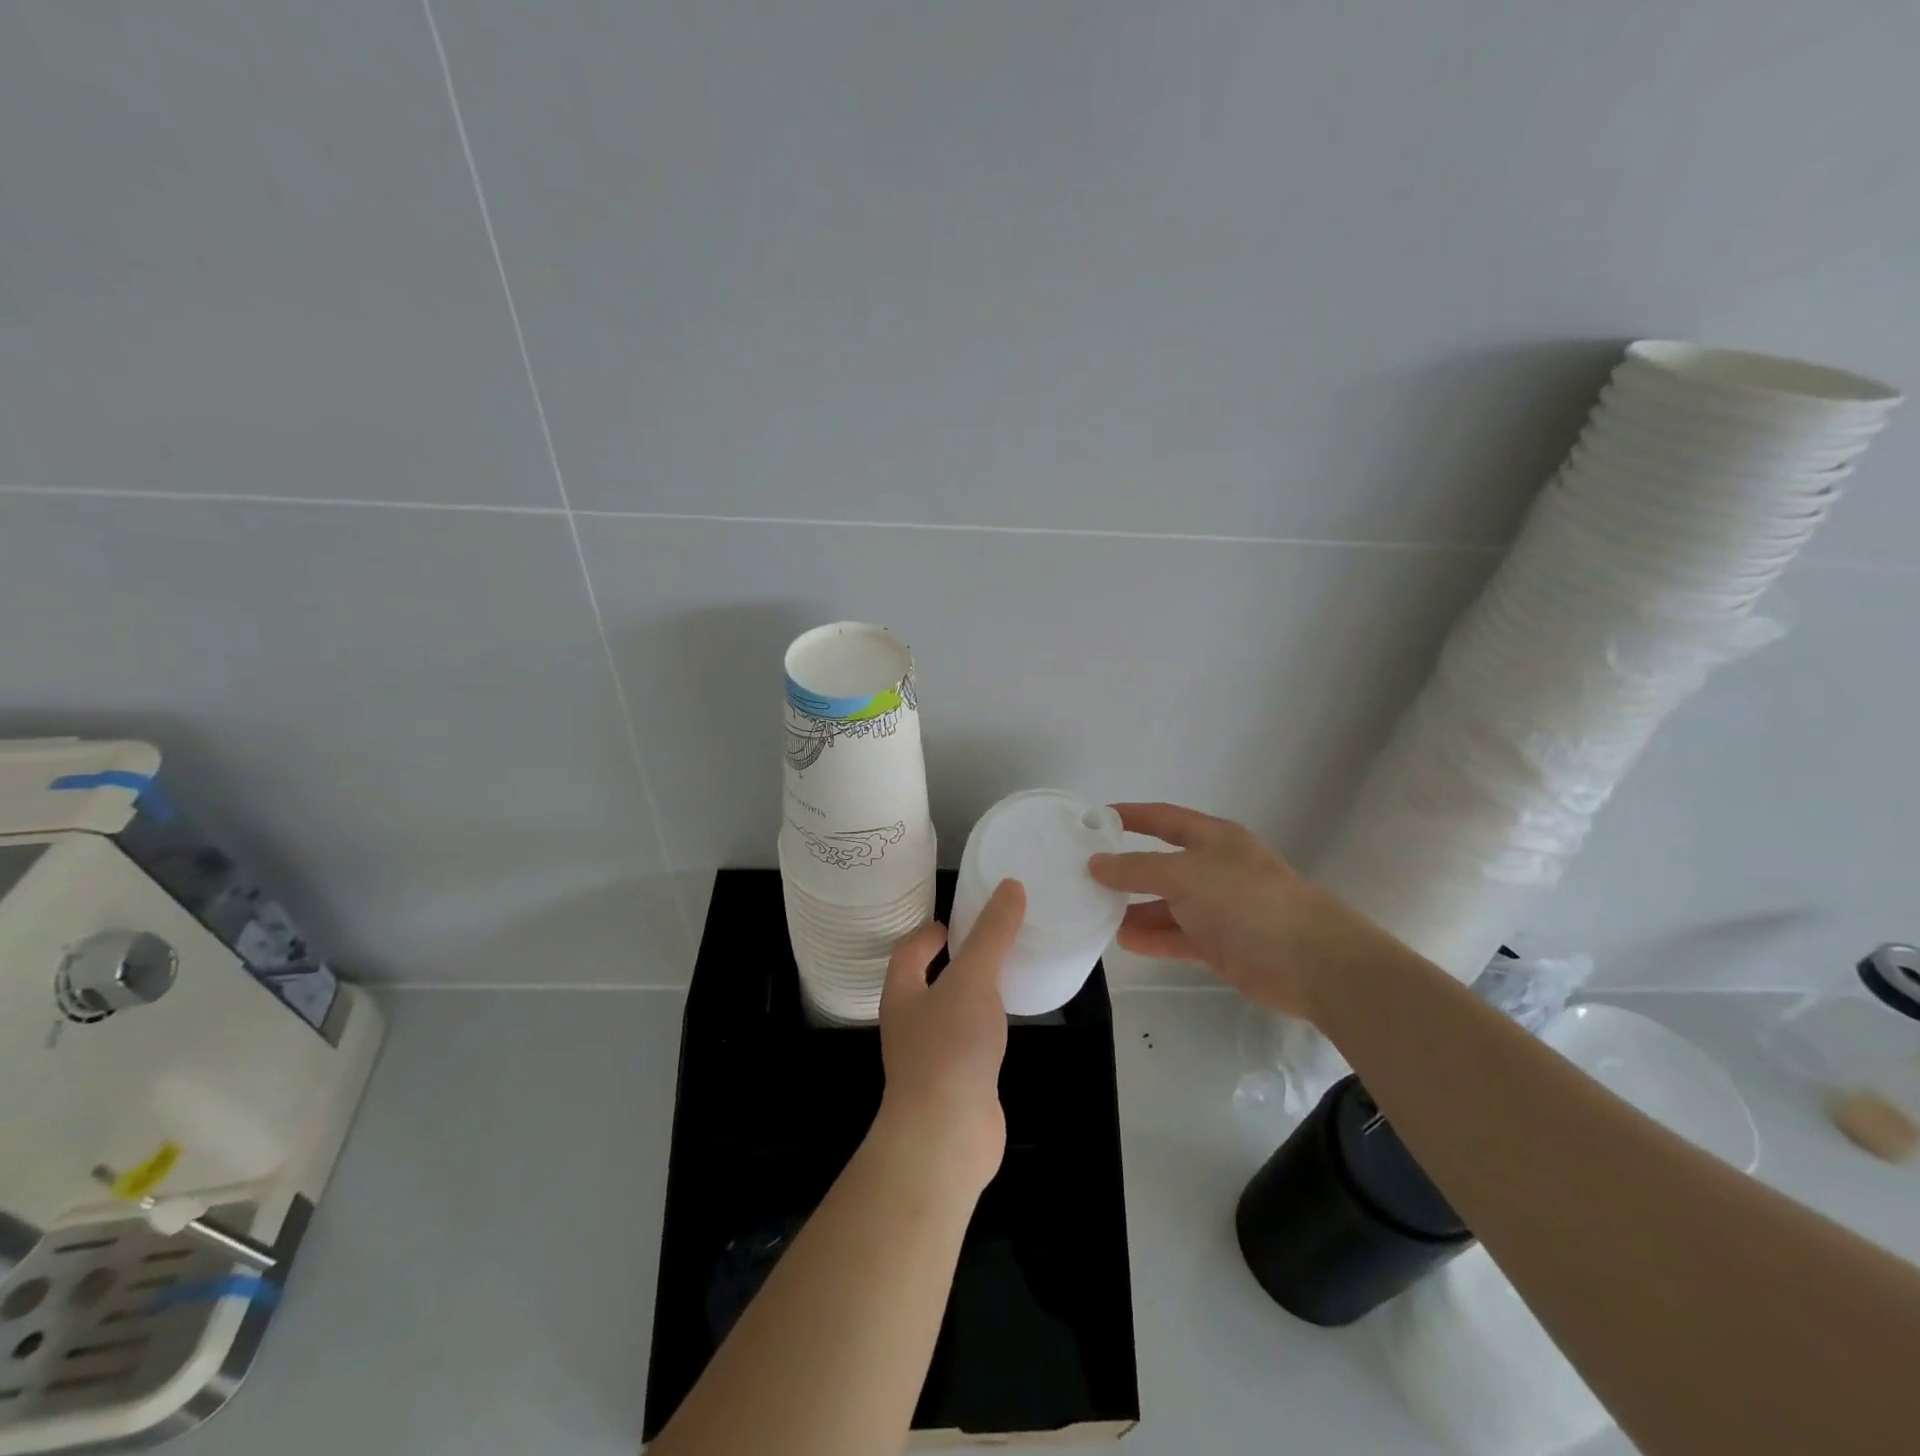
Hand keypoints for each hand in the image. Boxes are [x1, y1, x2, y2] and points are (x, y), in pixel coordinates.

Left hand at [875, 879, 1025, 1192]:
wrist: (946, 1134)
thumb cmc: (950, 1046)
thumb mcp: (973, 978)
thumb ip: (992, 933)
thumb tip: (1010, 886)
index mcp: (902, 994)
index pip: (907, 952)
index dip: (926, 934)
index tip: (951, 922)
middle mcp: (909, 1024)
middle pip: (925, 983)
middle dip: (950, 962)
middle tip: (986, 943)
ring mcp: (930, 1058)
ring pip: (948, 1015)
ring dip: (969, 995)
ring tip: (1002, 978)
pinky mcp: (955, 1085)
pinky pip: (968, 1045)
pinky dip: (985, 1028)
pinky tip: (1007, 1026)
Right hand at [1087, 802, 1373, 1020]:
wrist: (1311, 961)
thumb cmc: (1246, 901)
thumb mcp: (1185, 875)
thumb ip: (1137, 868)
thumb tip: (1096, 863)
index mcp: (1213, 839)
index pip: (1164, 818)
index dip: (1130, 816)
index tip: (1093, 820)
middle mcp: (1215, 869)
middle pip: (1161, 864)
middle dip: (1126, 869)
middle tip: (1083, 876)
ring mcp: (1219, 909)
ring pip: (1167, 904)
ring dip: (1134, 908)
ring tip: (1094, 913)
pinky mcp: (1221, 945)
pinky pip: (1177, 937)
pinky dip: (1152, 938)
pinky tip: (1122, 941)